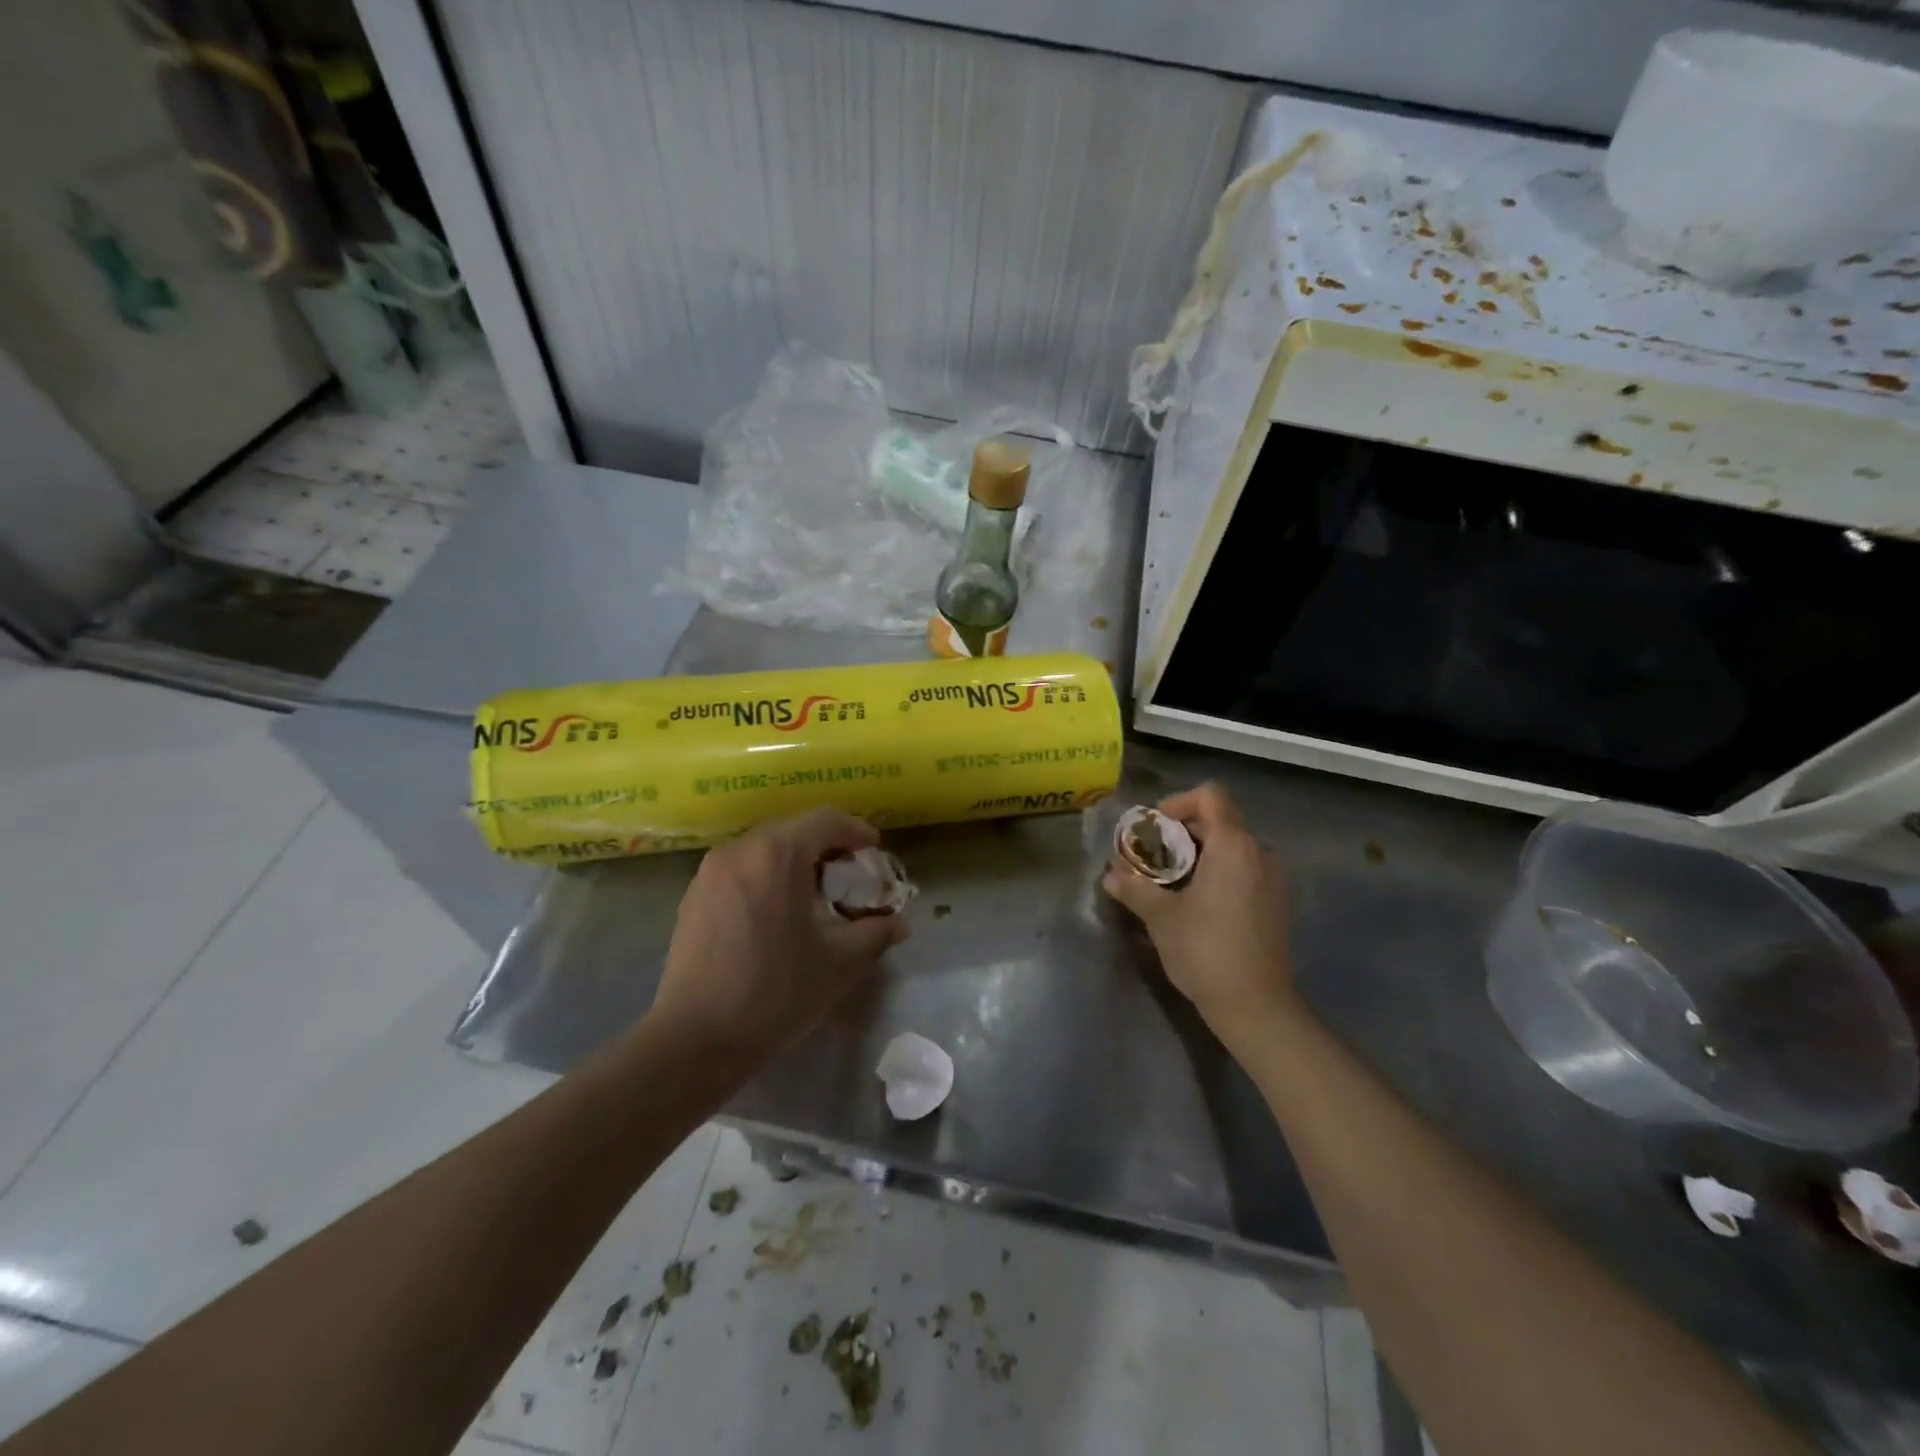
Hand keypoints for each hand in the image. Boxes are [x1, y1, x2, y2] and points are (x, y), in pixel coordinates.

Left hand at [648, 808, 908, 1070]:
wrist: (696, 1039)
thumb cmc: (776, 992)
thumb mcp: (838, 963)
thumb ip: (874, 934)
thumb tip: (899, 924)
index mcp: (778, 854)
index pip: (826, 820)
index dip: (856, 830)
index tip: (874, 851)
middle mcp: (741, 849)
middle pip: (793, 829)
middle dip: (826, 846)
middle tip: (848, 875)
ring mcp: (710, 871)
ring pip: (763, 848)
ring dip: (793, 861)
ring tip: (813, 895)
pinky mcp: (693, 896)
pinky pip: (740, 868)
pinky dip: (765, 875)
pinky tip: (775, 913)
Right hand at [1102, 782, 1299, 1042]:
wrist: (1256, 1007)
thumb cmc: (1205, 951)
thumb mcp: (1160, 916)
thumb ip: (1134, 887)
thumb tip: (1110, 874)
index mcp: (1233, 845)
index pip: (1210, 795)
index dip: (1178, 802)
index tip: (1153, 828)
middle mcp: (1259, 853)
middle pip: (1219, 820)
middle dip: (1181, 832)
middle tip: (1152, 857)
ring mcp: (1273, 879)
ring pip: (1232, 848)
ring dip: (1199, 854)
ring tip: (1169, 882)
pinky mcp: (1276, 903)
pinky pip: (1244, 870)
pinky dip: (1218, 873)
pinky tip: (1197, 903)